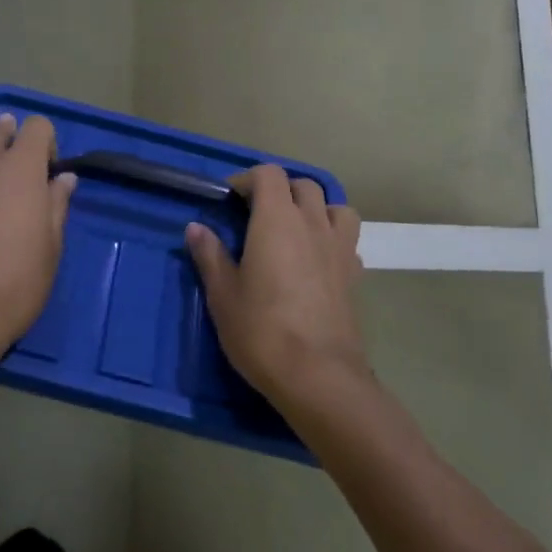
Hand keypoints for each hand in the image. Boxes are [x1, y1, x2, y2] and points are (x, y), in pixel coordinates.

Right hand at [186, 165, 364, 405]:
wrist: (318, 376)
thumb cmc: (261, 330)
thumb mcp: (223, 294)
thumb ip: (210, 255)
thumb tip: (196, 228)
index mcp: (277, 220)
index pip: (269, 174)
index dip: (248, 179)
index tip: (230, 200)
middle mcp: (313, 224)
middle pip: (303, 185)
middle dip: (279, 190)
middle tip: (256, 214)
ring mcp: (340, 249)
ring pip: (335, 207)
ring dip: (315, 208)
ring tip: (295, 229)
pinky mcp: (355, 276)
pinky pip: (347, 241)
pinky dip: (332, 239)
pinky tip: (316, 262)